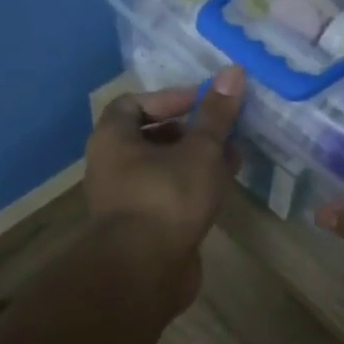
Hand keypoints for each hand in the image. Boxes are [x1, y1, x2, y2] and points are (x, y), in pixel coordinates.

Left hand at [85, 67, 244, 313]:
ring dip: (195, 161)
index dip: (169, 98)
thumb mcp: (199, 151)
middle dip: (190, 131)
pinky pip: (167, 196)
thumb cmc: (167, 198)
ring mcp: (125, 200)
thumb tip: (232, 71)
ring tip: (232, 160)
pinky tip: (220, 192)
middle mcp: (111, 166)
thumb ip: (216, 115)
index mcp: (113, 139)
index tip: (203, 102)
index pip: (134, 103)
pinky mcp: (142, 227)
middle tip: (223, 132)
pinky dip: (191, 188)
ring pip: (162, 169)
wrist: (143, 272)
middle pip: (150, 136)